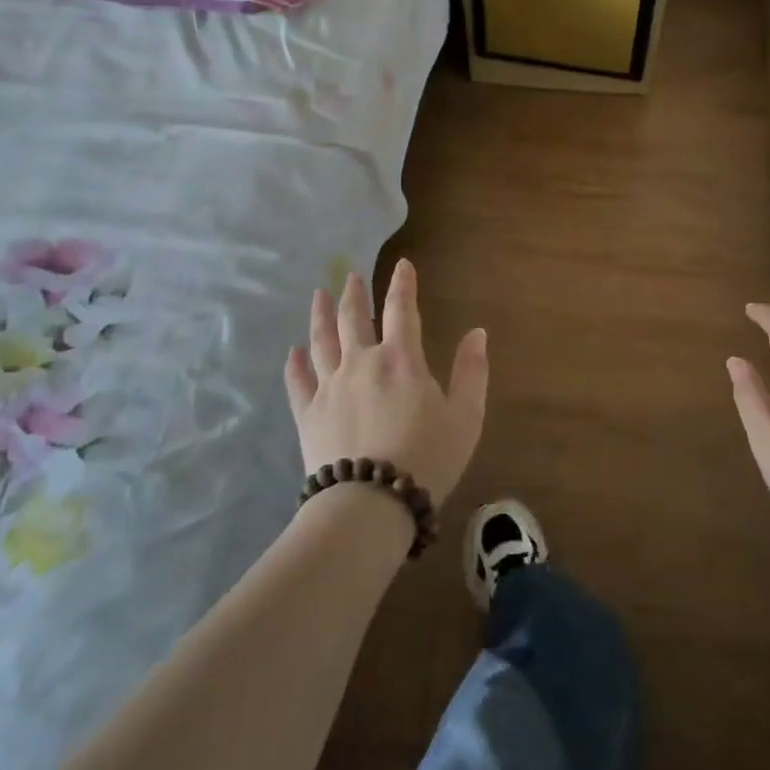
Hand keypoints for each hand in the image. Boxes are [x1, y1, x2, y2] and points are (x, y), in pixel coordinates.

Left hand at [285, 258, 487, 506]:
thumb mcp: (465, 416)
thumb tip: (477, 333)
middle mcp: (362, 362)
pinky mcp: (308, 414)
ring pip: (322, 341)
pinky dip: (295, 364)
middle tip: (350, 276)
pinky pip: (298, 382)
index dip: (402, 285)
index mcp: (401, 359)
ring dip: (321, 316)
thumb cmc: (427, 458)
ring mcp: (330, 387)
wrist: (370, 504)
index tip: (401, 265)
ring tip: (318, 296)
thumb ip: (472, 372)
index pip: (402, 310)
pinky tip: (292, 352)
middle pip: (354, 319)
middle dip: (354, 294)